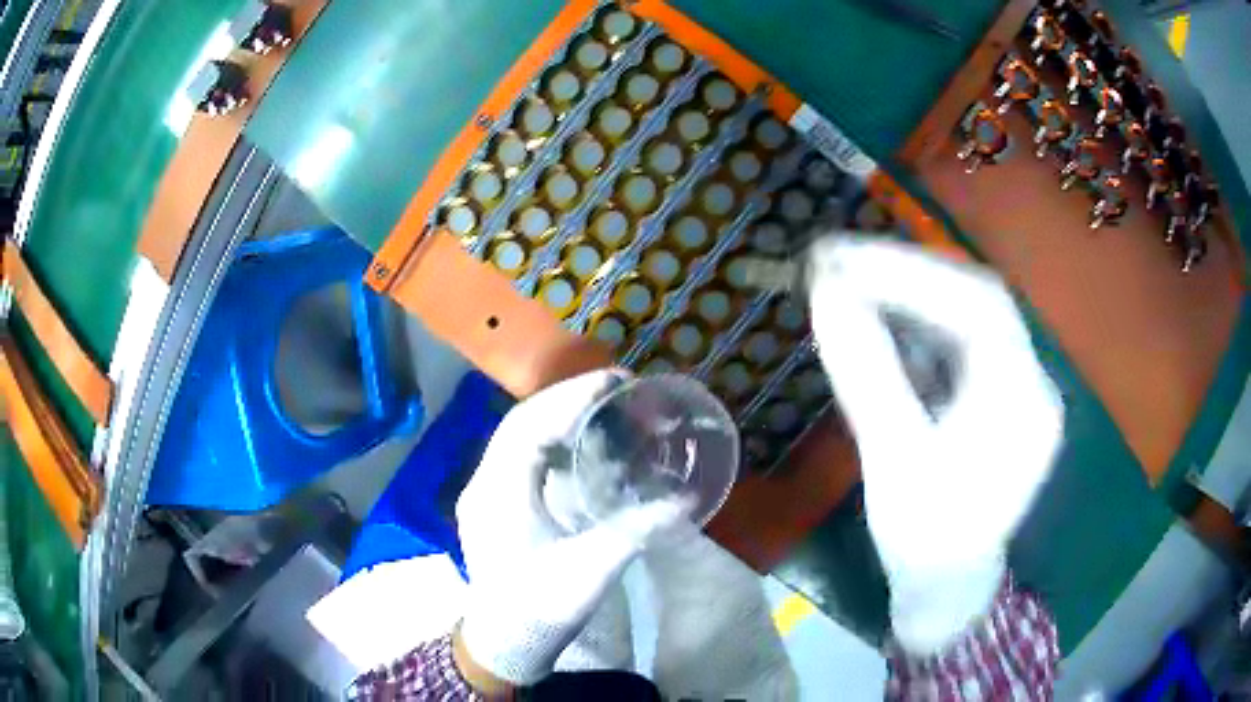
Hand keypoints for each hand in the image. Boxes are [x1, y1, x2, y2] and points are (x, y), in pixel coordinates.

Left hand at [455, 370, 692, 687]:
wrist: (502, 645)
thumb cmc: (541, 608)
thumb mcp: (591, 571)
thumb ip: (636, 530)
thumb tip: (684, 498)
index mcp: (498, 492)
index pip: (529, 424)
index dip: (571, 396)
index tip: (615, 381)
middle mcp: (484, 483)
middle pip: (521, 422)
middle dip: (566, 399)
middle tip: (616, 391)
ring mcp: (484, 494)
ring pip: (517, 438)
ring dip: (556, 417)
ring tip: (601, 409)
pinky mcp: (493, 507)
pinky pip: (519, 458)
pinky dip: (548, 442)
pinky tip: (577, 447)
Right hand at [805, 239, 1062, 654]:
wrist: (947, 589)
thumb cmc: (924, 540)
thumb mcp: (893, 462)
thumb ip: (865, 373)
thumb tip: (824, 292)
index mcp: (1022, 402)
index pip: (978, 307)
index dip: (912, 271)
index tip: (843, 257)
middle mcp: (1030, 382)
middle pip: (975, 302)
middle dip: (907, 274)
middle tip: (838, 260)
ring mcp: (1015, 388)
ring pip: (965, 319)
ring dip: (909, 295)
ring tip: (850, 282)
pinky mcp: (995, 398)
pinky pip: (958, 346)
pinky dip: (916, 326)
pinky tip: (879, 322)